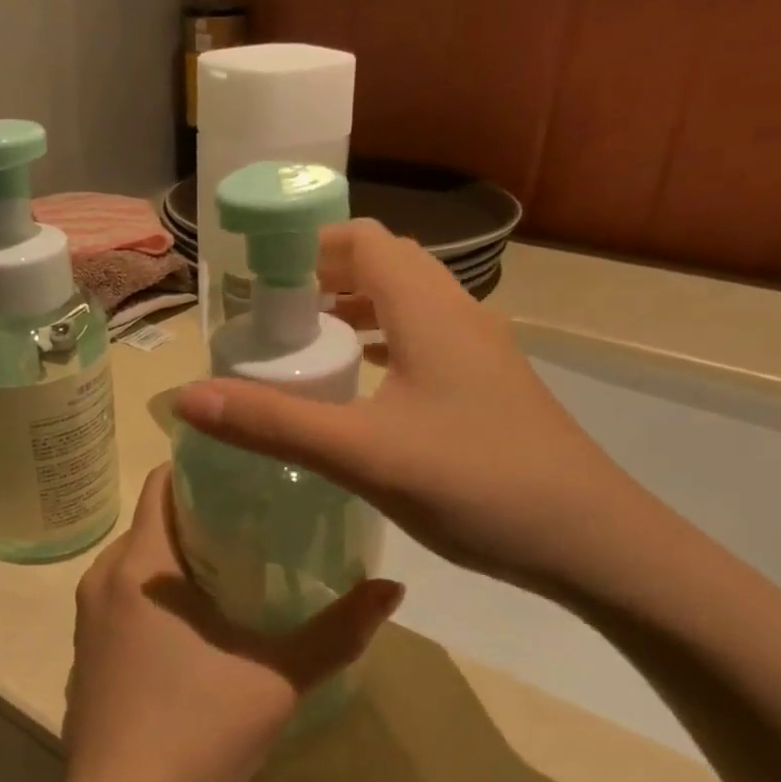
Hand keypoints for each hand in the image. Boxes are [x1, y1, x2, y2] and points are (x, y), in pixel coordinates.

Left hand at [60, 466, 403, 781]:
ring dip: (179, 553)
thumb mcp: (277, 681)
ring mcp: (87, 614)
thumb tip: (393, 587)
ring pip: (138, 557)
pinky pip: (123, 593)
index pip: (161, 483)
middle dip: (201, 513)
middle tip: (259, 521)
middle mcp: (104, 575)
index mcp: (141, 565)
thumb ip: (337, 632)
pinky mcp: (85, 648)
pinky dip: (157, 588)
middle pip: (152, 518)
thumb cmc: (195, 734)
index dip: (201, 468)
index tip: (247, 472)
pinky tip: (197, 620)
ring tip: (237, 565)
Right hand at [174, 219, 647, 599]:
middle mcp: (458, 313)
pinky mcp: (489, 385)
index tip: (257, 274)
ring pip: (408, 303)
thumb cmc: (476, 483)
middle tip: (272, 311)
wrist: (593, 543)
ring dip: (356, 308)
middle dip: (324, 275)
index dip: (308, 243)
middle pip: (384, 264)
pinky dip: (384, 342)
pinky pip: (425, 340)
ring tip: (306, 340)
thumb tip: (187, 398)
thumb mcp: (363, 454)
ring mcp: (481, 350)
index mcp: (429, 309)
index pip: (363, 239)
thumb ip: (273, 422)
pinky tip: (361, 385)